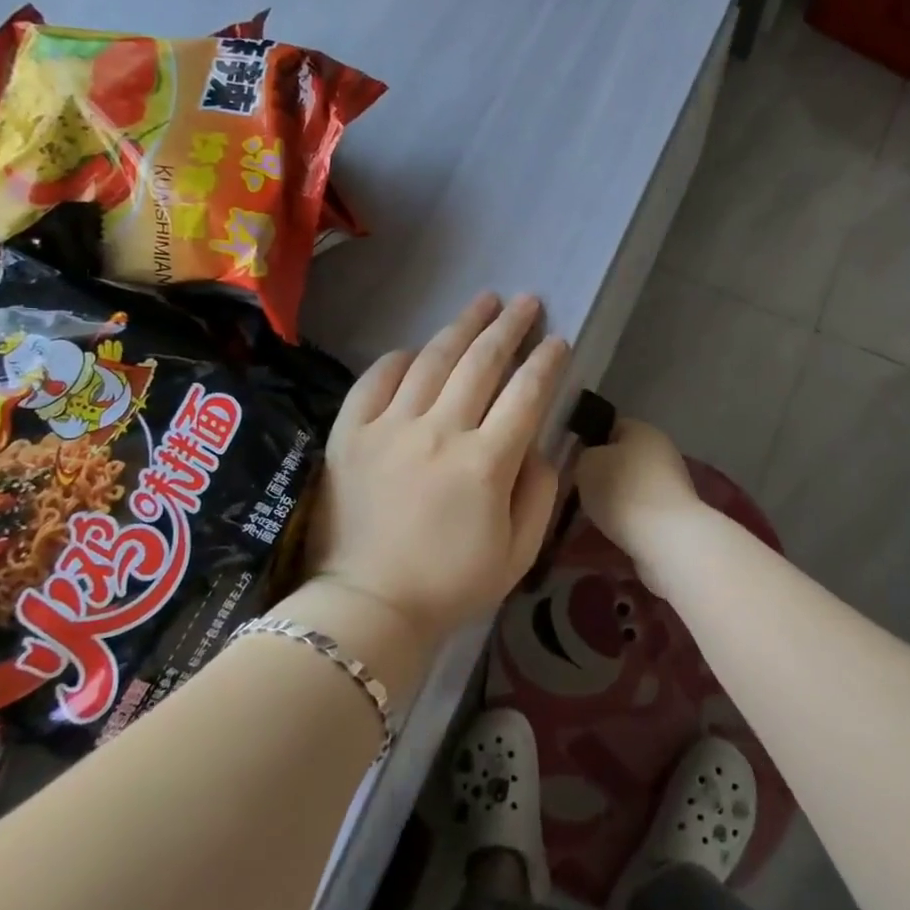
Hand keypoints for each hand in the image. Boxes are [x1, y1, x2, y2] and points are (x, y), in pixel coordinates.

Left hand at [302, 292, 569, 658]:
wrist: (367, 608)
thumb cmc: (451, 584)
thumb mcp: (518, 552)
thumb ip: (540, 492)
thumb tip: (541, 445)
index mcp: (485, 463)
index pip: (526, 394)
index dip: (546, 361)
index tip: (559, 339)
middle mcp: (440, 432)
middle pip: (481, 362)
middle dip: (509, 327)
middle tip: (527, 301)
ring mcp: (390, 428)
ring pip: (433, 360)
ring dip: (463, 326)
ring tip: (484, 301)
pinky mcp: (350, 434)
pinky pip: (375, 380)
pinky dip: (398, 359)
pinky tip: (416, 348)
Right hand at [574, 418, 703, 585]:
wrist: (664, 537)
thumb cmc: (621, 490)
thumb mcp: (586, 465)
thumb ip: (584, 457)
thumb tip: (591, 462)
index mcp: (643, 430)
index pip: (612, 427)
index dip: (590, 442)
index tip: (574, 463)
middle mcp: (662, 451)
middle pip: (623, 458)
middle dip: (601, 475)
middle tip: (580, 491)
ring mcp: (672, 483)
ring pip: (631, 486)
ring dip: (614, 499)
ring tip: (593, 516)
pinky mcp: (675, 513)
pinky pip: (642, 509)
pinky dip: (628, 518)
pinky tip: (614, 530)